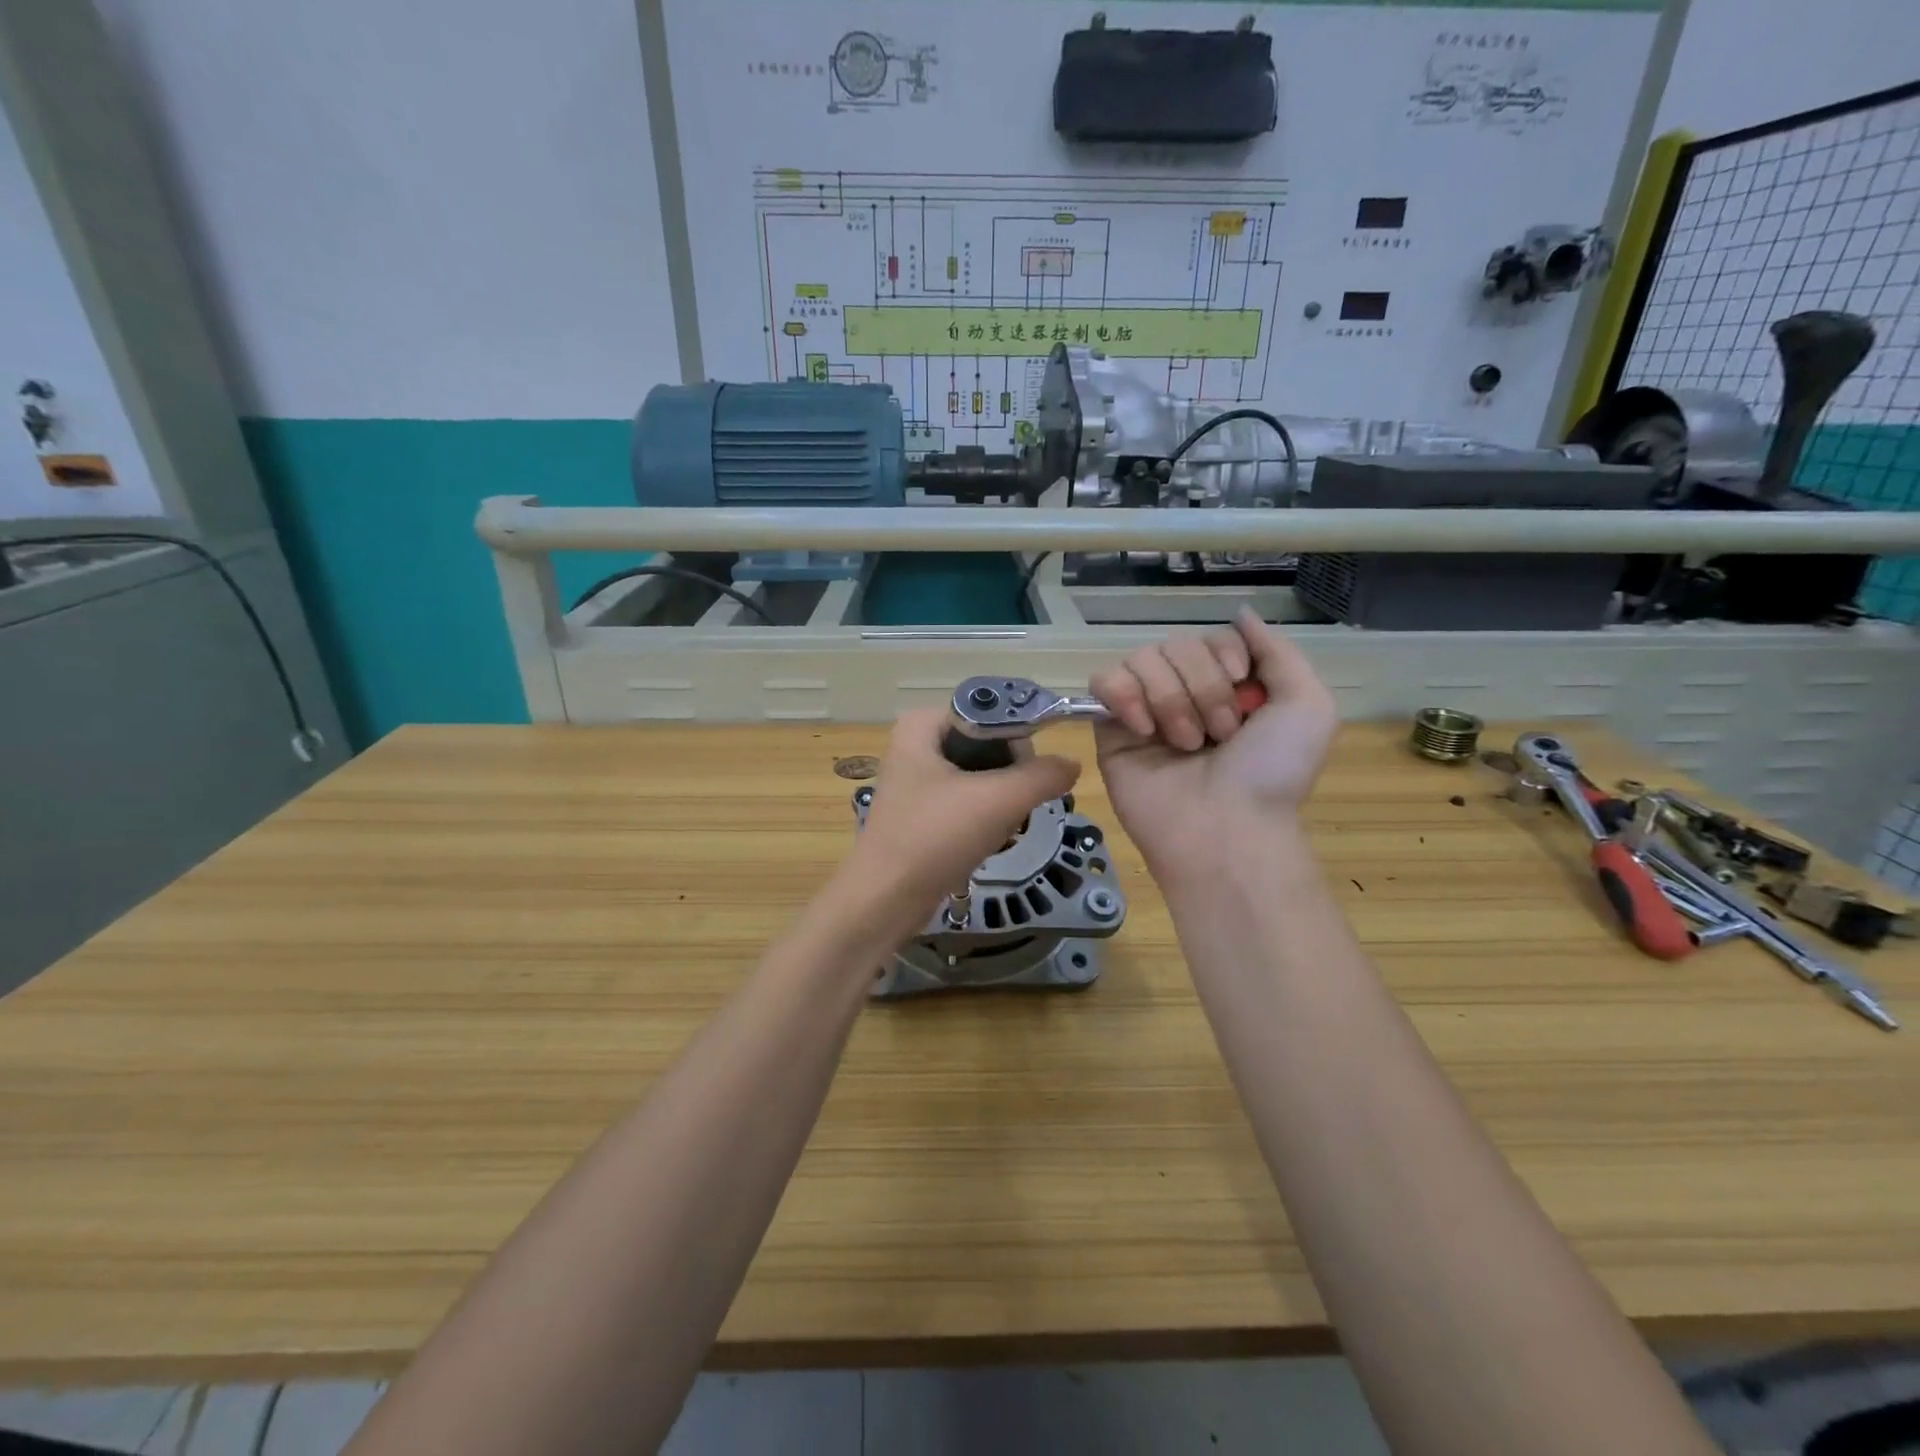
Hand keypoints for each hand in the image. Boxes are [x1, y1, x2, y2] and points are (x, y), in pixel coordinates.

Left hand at [845, 708, 1080, 940]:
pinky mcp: (920, 813)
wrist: (886, 900)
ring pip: (981, 777)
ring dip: (1001, 803)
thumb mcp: (999, 800)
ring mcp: (916, 781)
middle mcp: (915, 744)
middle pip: (989, 746)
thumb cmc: (936, 837)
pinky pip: (966, 803)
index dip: (1018, 742)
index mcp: (923, 724)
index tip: (1030, 776)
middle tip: (1013, 808)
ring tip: (1002, 828)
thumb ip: (1043, 775)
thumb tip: (1072, 764)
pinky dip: (984, 820)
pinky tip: (987, 841)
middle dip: (1010, 778)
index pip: (992, 714)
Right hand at [1090, 609, 1336, 872]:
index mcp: (1228, 687)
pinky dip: (1124, 695)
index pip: (1212, 637)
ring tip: (1186, 745)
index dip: (1225, 655)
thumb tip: (1241, 613)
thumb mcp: (1308, 707)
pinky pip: (1104, 680)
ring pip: (1143, 658)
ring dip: (1171, 699)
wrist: (1226, 829)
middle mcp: (1185, 693)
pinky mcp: (1110, 727)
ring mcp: (1145, 709)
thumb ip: (1278, 651)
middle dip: (1204, 687)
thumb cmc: (1272, 773)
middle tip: (1219, 735)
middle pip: (1177, 644)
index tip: (1242, 689)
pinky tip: (1143, 729)